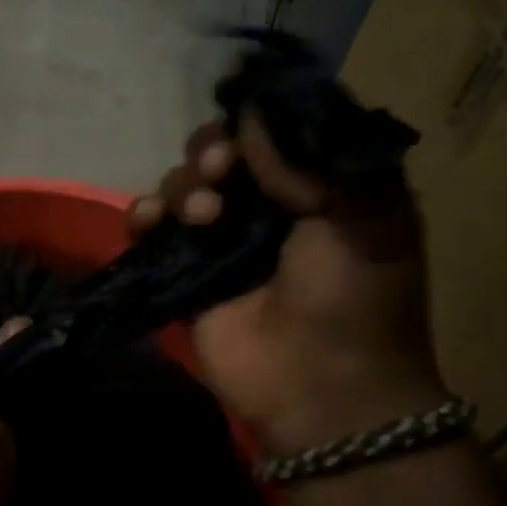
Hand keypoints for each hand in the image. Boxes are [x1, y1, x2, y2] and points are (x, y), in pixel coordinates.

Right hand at [131, 114, 445, 453]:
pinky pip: (150, 229)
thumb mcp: (364, 216)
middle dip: (211, 153)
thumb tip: (249, 116)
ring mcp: (221, 240)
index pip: (271, 132)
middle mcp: (266, 206)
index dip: (252, 122)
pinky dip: (142, 216)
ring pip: (183, 185)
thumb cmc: (355, 298)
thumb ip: (308, 159)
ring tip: (203, 217)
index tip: (244, 132)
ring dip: (183, 188)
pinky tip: (148, 222)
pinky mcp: (184, 272)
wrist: (323, 388)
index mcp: (316, 186)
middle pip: (219, 152)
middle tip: (220, 173)